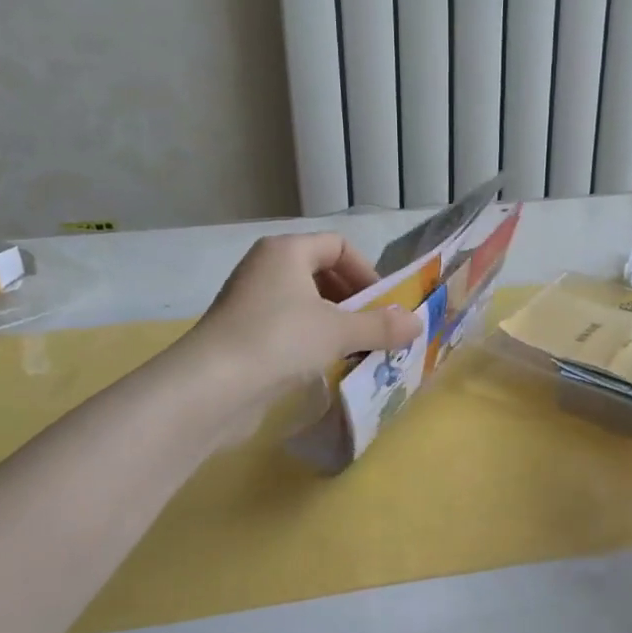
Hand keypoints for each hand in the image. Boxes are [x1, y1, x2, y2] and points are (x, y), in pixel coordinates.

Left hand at [186, 233, 421, 403]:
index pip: (338, 245)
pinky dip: (311, 339)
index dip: (367, 272)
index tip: (384, 304)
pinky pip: (288, 326)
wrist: (212, 386)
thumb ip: (381, 326)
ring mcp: (250, 301)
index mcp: (286, 250)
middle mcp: (265, 268)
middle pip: (321, 273)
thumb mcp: (340, 331)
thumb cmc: (280, 340)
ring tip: (356, 349)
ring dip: (335, 323)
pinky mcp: (242, 333)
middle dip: (354, 299)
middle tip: (375, 328)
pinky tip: (325, 365)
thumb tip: (419, 323)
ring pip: (305, 303)